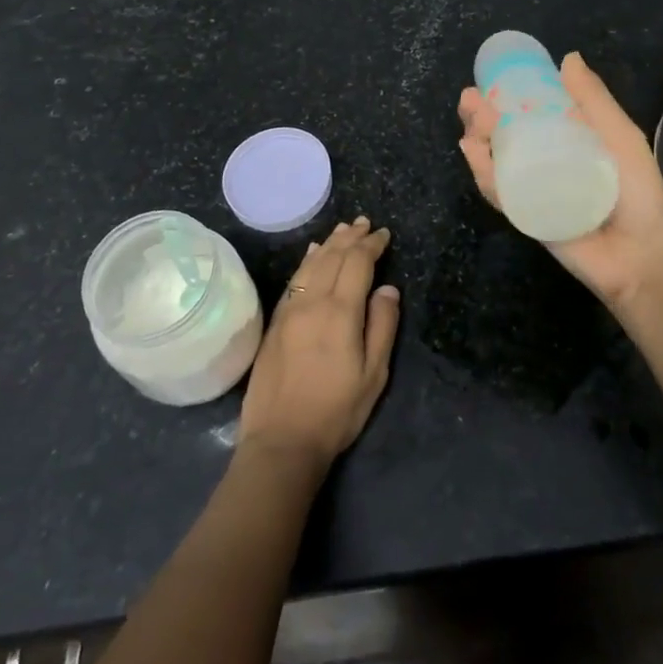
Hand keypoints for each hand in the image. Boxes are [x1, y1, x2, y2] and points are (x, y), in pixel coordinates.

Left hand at [237, 218, 400, 470]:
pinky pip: (294, 279)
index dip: (371, 245)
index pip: (357, 263)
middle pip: (332, 257)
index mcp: (340, 312)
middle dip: (351, 237)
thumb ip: (382, 326)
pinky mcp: (275, 322)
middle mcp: (312, 302)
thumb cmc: (336, 411)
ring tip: (342, 229)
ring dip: (329, 243)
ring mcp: (290, 310)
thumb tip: (387, 289)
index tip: (384, 234)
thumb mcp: (374, 374)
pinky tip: (312, 254)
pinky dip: (307, 261)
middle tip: (365, 223)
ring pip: (311, 264)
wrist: (281, 440)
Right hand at [458, 52, 662, 312]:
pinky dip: (483, 174)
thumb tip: (568, 58)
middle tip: (470, 99)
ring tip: (473, 122)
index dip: (507, 95)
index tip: (490, 78)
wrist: (643, 256)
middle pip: (505, 134)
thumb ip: (595, 102)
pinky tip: (473, 153)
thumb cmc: (639, 193)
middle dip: (482, 115)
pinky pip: (499, 193)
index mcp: (568, 138)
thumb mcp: (622, 138)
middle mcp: (546, 160)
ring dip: (478, 139)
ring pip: (496, 161)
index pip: (530, 111)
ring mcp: (532, 189)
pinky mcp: (524, 216)